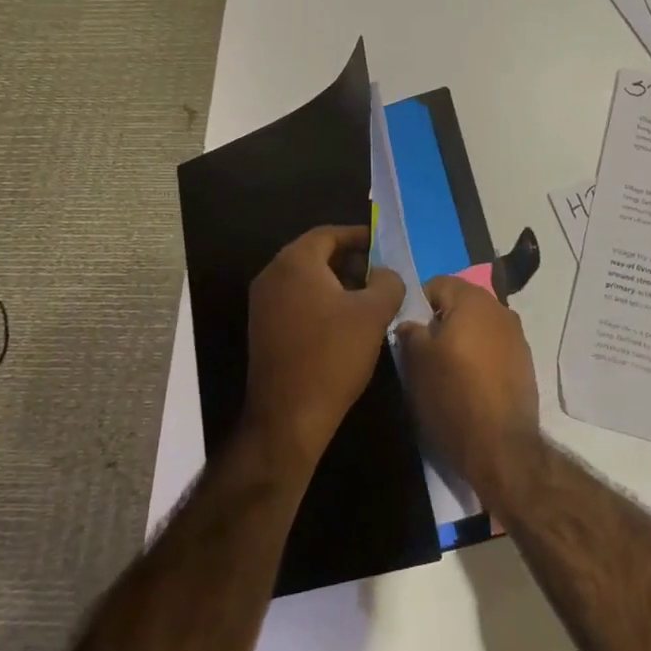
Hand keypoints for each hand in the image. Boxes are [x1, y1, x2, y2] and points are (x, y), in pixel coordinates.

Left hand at [244, 224, 405, 469]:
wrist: (288, 417)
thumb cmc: (333, 355)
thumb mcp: (374, 314)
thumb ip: (387, 282)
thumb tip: (385, 273)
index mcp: (295, 262)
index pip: (328, 234)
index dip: (359, 236)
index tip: (383, 245)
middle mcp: (272, 275)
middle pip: (315, 254)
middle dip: (349, 259)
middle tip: (380, 272)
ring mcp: (263, 303)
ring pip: (305, 278)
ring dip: (336, 281)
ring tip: (368, 297)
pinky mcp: (263, 327)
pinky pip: (295, 299)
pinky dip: (320, 300)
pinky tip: (344, 321)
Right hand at [395, 276, 540, 507]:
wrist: (501, 448)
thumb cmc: (453, 396)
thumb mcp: (416, 362)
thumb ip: (410, 331)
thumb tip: (411, 323)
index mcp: (473, 300)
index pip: (437, 284)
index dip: (417, 304)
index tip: (407, 331)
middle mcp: (500, 309)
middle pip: (460, 303)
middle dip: (440, 322)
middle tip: (422, 351)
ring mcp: (517, 336)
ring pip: (478, 326)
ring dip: (461, 339)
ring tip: (445, 370)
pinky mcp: (525, 363)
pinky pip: (494, 348)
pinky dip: (479, 357)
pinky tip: (469, 383)